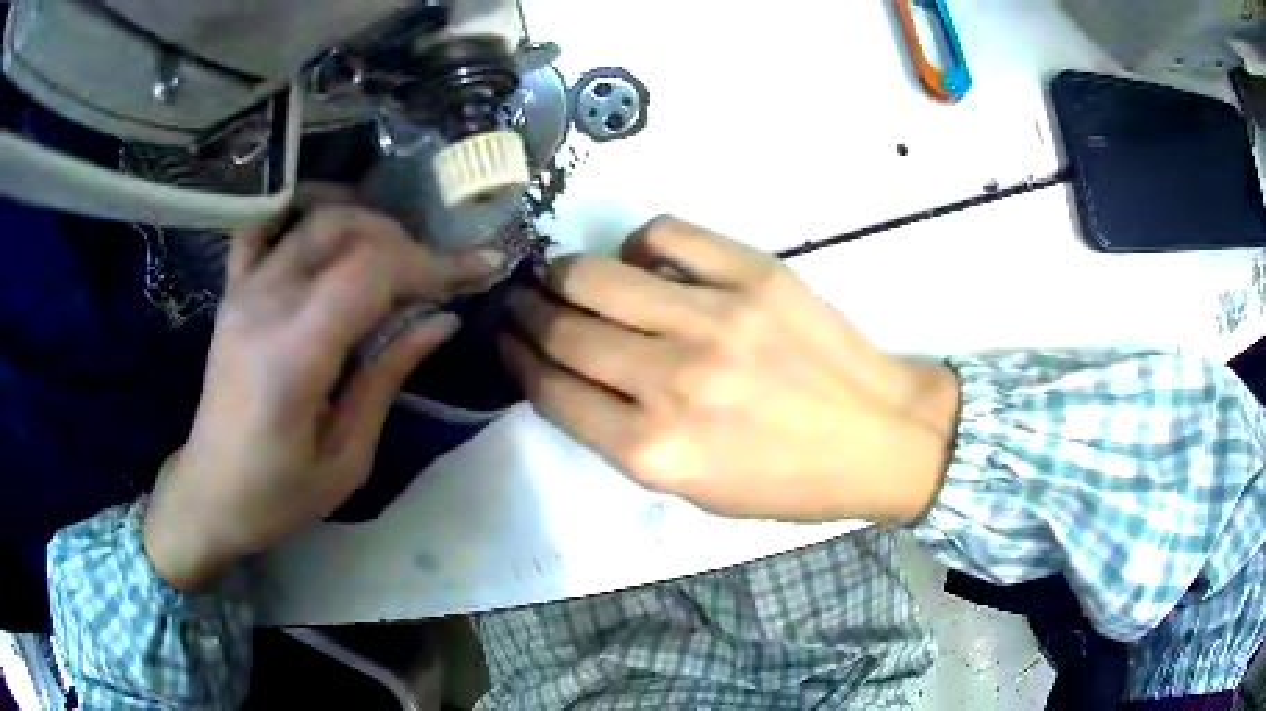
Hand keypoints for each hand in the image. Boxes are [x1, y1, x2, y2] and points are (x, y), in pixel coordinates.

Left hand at [144, 205, 503, 591]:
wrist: (210, 493)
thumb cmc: (279, 493)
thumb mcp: (347, 458)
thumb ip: (388, 378)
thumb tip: (441, 322)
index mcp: (295, 353)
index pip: (372, 272)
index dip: (432, 263)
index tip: (479, 269)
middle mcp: (266, 304)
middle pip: (345, 230)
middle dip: (404, 242)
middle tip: (436, 274)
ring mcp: (243, 291)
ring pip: (312, 219)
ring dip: (365, 224)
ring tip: (394, 254)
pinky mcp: (232, 292)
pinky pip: (264, 228)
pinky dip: (301, 214)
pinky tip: (327, 230)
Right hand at [500, 216, 959, 523]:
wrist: (877, 437)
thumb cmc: (786, 481)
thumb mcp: (693, 490)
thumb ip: (624, 437)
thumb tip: (573, 375)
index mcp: (654, 450)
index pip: (552, 391)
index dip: (517, 362)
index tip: (506, 342)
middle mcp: (673, 382)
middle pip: (565, 329)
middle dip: (526, 313)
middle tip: (519, 302)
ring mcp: (715, 319)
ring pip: (599, 276)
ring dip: (562, 273)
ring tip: (557, 275)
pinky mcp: (754, 275)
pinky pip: (667, 235)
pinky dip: (639, 243)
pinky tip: (640, 259)